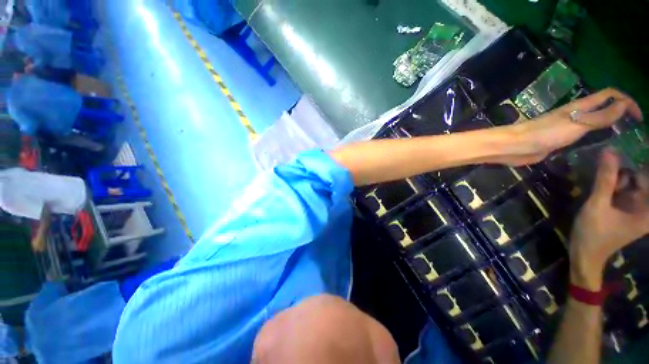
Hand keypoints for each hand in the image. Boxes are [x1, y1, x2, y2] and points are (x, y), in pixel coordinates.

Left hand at [501, 88, 642, 165]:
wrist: (516, 147)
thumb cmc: (545, 134)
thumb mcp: (577, 123)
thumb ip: (600, 115)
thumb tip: (623, 104)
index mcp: (581, 106)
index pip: (610, 94)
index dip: (626, 100)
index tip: (639, 117)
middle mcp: (576, 114)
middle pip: (604, 106)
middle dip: (621, 112)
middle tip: (634, 129)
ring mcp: (568, 127)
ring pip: (595, 121)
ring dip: (610, 125)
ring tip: (624, 137)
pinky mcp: (561, 139)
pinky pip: (584, 135)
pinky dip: (596, 137)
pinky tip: (602, 146)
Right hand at [569, 150, 648, 289]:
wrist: (585, 254)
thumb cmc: (594, 234)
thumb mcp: (597, 206)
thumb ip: (605, 180)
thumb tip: (610, 150)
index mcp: (647, 210)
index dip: (646, 160)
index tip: (643, 142)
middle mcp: (646, 206)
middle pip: (645, 178)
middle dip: (633, 164)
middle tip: (616, 150)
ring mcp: (636, 206)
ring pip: (634, 181)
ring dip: (623, 171)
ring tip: (608, 161)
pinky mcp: (626, 207)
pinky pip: (626, 187)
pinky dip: (617, 179)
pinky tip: (606, 174)